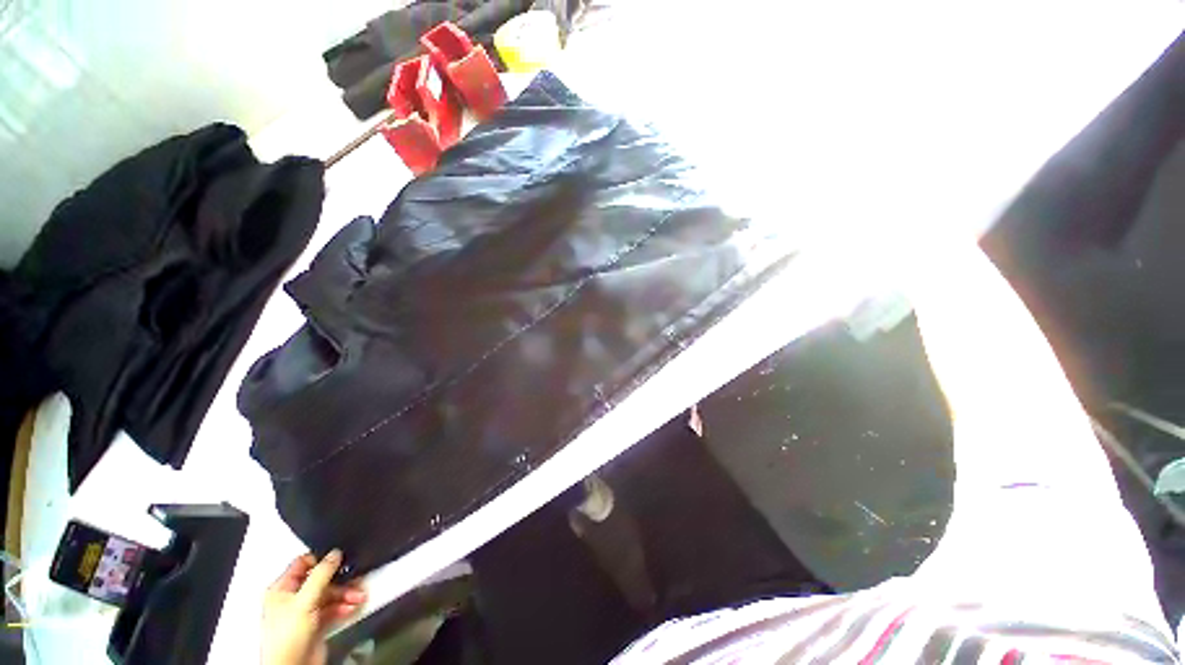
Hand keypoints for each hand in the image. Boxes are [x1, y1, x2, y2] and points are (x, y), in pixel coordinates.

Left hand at [261, 550, 366, 664]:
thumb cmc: (286, 638)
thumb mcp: (304, 601)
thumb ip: (320, 576)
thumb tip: (334, 554)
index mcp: (282, 590)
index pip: (302, 564)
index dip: (321, 559)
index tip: (339, 559)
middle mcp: (293, 599)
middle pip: (321, 580)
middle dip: (340, 580)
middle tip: (354, 578)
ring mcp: (305, 612)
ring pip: (330, 594)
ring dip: (346, 594)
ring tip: (358, 596)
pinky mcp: (317, 624)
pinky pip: (334, 608)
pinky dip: (345, 606)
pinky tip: (352, 607)